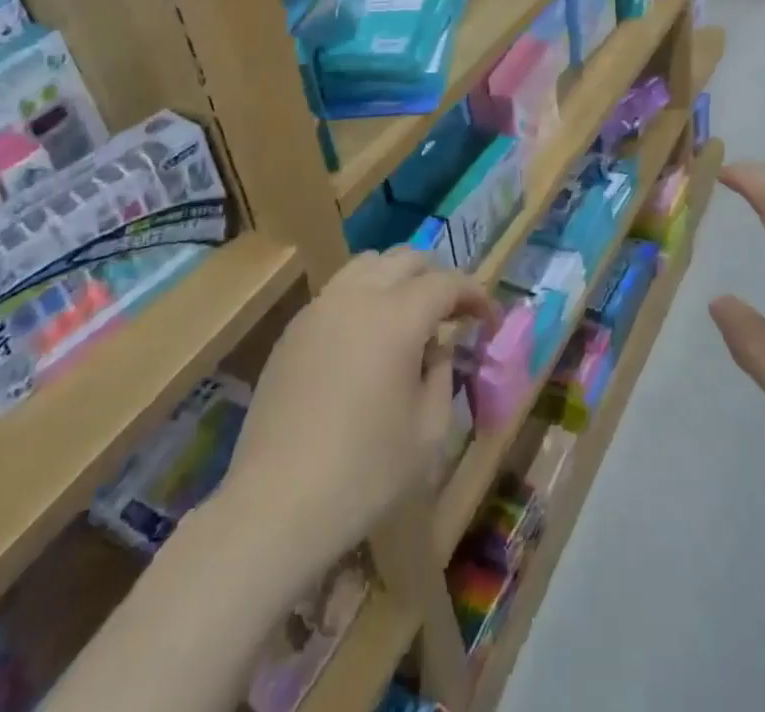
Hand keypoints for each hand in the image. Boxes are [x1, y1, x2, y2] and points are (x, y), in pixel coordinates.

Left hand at [222, 249, 491, 568]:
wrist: (275, 506)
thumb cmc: (364, 474)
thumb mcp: (428, 431)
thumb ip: (441, 374)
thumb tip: (436, 347)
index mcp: (397, 317)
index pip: (447, 283)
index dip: (475, 295)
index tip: (490, 319)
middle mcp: (358, 297)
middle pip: (408, 258)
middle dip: (438, 277)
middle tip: (454, 312)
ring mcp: (320, 308)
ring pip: (369, 264)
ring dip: (399, 277)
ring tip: (411, 314)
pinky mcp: (294, 329)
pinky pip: (339, 291)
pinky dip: (365, 295)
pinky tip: (368, 337)